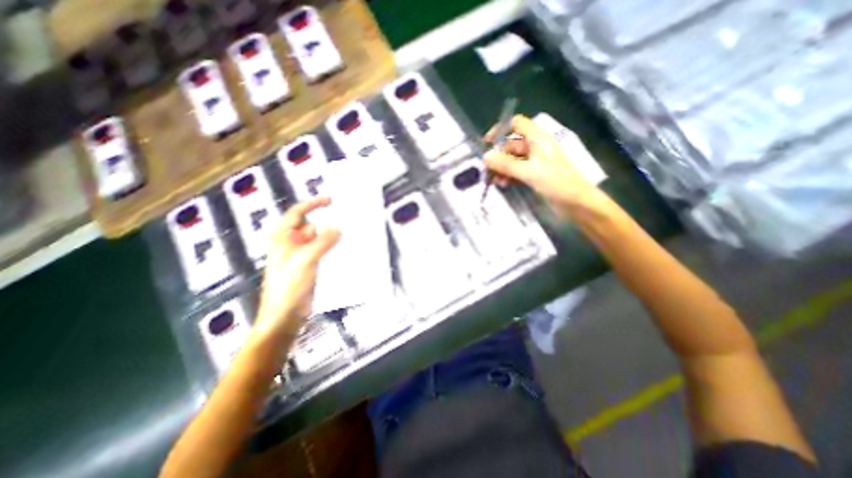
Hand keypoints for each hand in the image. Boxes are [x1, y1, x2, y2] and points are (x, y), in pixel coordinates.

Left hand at [255, 197, 341, 340]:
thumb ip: (322, 242)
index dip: (313, 204)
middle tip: (349, 219)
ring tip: (352, 233)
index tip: (332, 200)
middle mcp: (292, 243)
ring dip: (334, 237)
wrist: (285, 317)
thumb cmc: (288, 287)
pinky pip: (325, 252)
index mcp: (283, 238)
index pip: (297, 212)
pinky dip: (335, 249)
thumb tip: (339, 227)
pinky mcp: (312, 266)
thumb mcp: (304, 261)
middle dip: (329, 222)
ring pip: (320, 240)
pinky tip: (348, 250)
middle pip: (312, 226)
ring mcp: (303, 255)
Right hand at [486, 115, 605, 219]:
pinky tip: (503, 185)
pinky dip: (509, 176)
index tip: (487, 144)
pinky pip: (517, 172)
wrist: (577, 203)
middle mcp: (535, 147)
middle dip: (498, 157)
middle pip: (511, 145)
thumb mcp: (528, 171)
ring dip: (502, 169)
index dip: (500, 130)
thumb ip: (505, 164)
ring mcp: (535, 162)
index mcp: (537, 139)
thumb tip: (485, 157)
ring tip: (494, 182)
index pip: (516, 124)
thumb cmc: (555, 182)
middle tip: (487, 171)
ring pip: (513, 160)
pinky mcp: (535, 175)